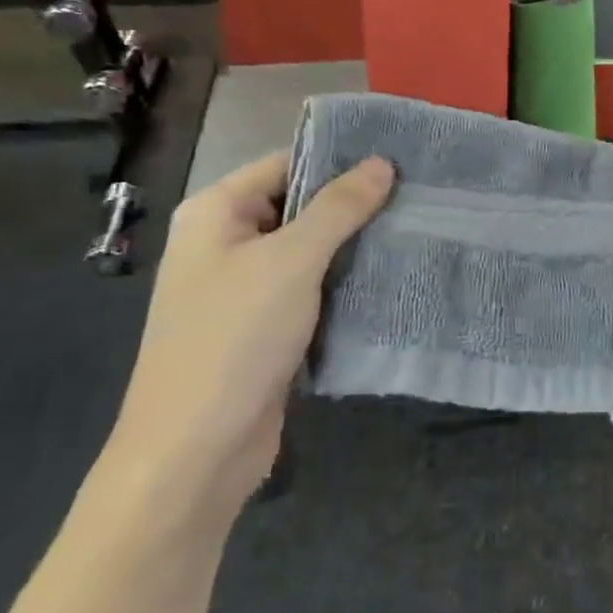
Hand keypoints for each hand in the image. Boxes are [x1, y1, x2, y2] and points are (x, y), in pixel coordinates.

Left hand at [103, 152, 392, 516]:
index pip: (285, 164)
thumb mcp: (292, 262)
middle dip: (353, 205)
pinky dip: (344, 283)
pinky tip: (390, 276)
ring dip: (353, 246)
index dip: (339, 160)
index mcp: (215, 213)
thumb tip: (382, 163)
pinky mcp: (263, 327)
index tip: (400, 160)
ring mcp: (243, 288)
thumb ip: (339, 208)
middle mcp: (225, 243)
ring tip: (414, 230)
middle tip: (417, 196)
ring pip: (308, 251)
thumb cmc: (234, 339)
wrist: (195, 452)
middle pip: (298, 206)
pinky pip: (309, 289)